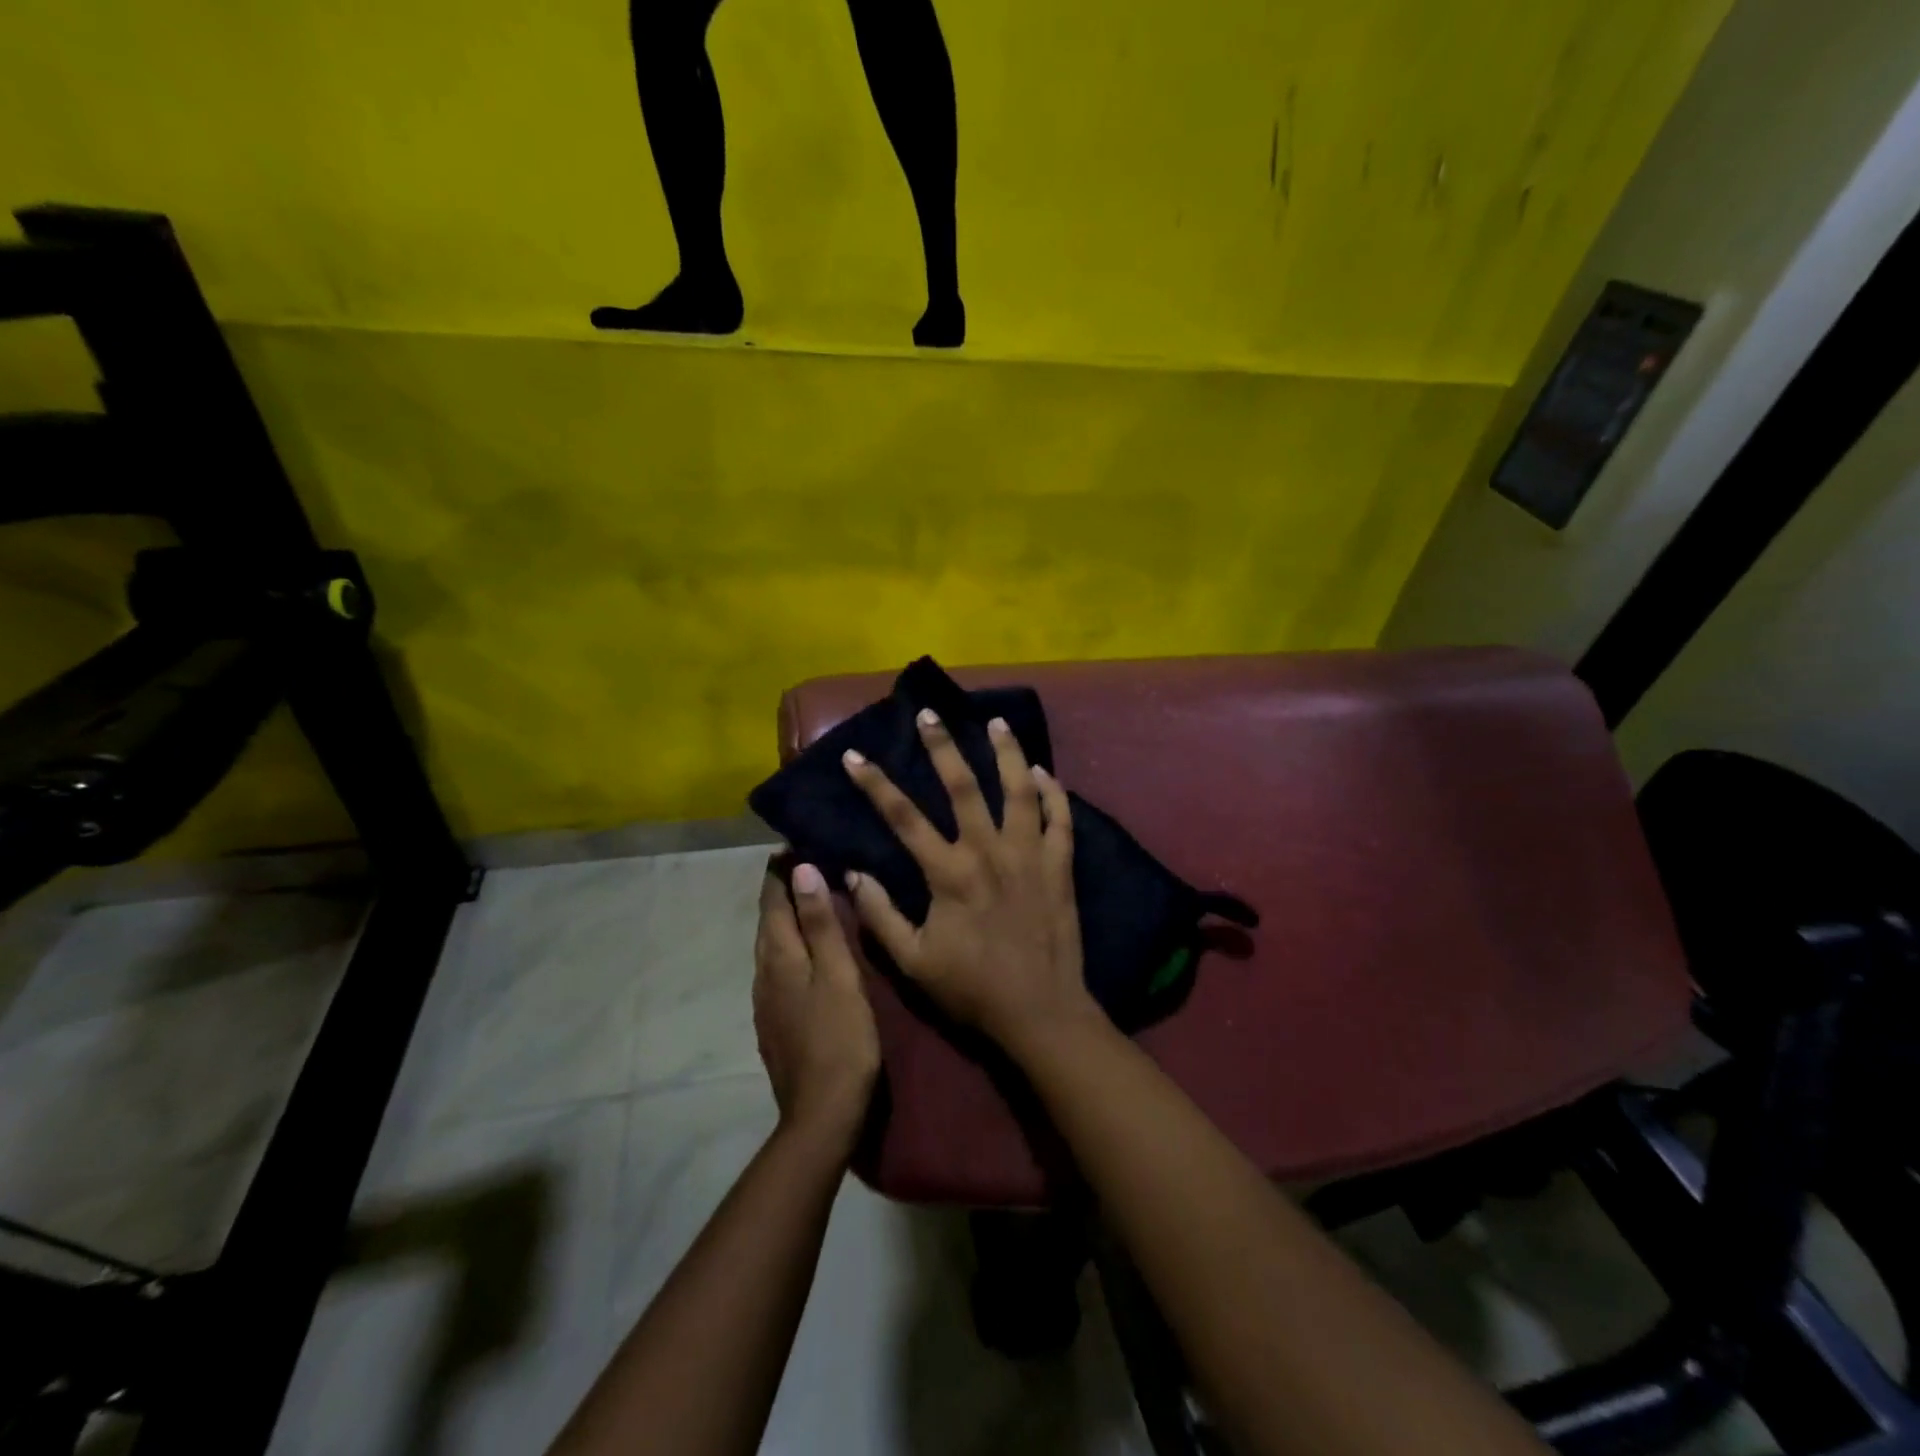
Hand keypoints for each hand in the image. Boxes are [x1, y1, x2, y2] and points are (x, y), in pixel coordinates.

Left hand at [753, 861, 880, 1146]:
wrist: (822, 1114)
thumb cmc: (840, 1038)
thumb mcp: (838, 975)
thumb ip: (820, 924)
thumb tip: (802, 870)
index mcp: (779, 958)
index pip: (772, 902)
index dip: (779, 872)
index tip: (792, 842)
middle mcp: (764, 974)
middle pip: (768, 922)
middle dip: (780, 891)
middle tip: (804, 862)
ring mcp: (766, 1002)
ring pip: (772, 946)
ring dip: (785, 918)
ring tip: (808, 897)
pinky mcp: (775, 1022)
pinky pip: (778, 968)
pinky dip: (790, 945)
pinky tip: (808, 951)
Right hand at [841, 710, 1097, 1052]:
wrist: (1040, 1012)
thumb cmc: (972, 989)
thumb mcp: (913, 962)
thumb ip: (880, 915)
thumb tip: (854, 873)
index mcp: (949, 873)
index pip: (903, 818)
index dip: (875, 784)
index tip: (855, 756)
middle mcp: (989, 852)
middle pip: (963, 786)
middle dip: (943, 746)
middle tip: (930, 713)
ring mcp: (1030, 855)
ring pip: (1019, 790)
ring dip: (1007, 752)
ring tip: (996, 722)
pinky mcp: (1061, 866)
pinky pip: (1061, 818)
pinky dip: (1053, 791)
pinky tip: (1044, 771)